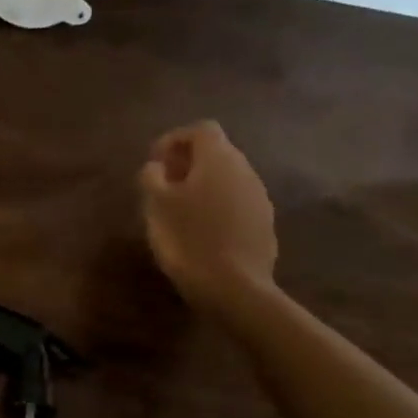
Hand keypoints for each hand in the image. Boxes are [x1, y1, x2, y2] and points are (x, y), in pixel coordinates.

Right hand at [138, 120, 277, 312]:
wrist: (234, 288)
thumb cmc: (187, 238)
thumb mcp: (156, 204)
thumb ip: (153, 176)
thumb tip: (157, 166)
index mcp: (218, 159)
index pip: (201, 129)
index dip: (176, 139)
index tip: (155, 162)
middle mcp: (245, 171)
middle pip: (217, 152)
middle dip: (189, 163)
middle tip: (164, 185)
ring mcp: (260, 198)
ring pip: (228, 179)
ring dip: (204, 185)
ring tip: (180, 210)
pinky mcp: (265, 224)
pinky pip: (237, 203)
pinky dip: (218, 206)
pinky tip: (201, 231)